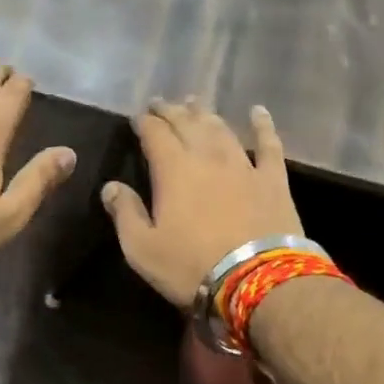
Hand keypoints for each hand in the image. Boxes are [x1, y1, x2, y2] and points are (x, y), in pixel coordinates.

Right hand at [102, 99, 302, 305]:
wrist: (258, 280)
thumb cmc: (191, 266)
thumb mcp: (142, 249)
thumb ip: (125, 213)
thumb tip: (110, 187)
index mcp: (173, 170)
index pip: (155, 134)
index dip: (144, 122)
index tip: (136, 116)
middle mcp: (207, 157)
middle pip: (187, 124)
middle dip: (171, 111)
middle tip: (161, 103)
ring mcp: (243, 165)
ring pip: (221, 129)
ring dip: (205, 114)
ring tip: (195, 104)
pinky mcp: (273, 179)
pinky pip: (268, 144)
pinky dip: (262, 125)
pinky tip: (258, 112)